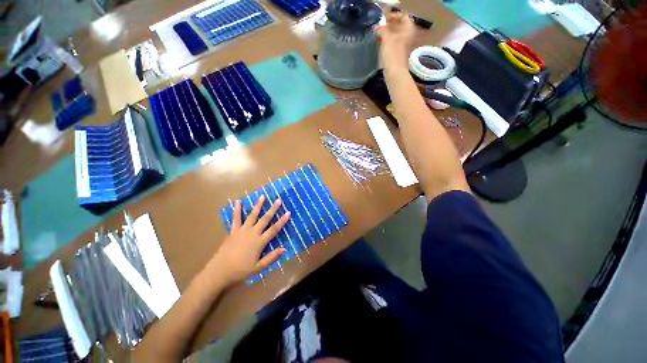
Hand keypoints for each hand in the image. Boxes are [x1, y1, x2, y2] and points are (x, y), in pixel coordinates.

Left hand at [205, 196, 289, 285]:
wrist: (219, 271)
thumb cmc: (240, 270)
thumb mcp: (258, 267)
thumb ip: (272, 257)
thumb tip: (285, 249)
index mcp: (259, 242)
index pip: (274, 229)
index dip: (282, 221)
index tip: (288, 212)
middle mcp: (252, 233)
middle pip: (265, 219)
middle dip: (273, 209)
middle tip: (278, 200)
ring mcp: (242, 230)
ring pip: (252, 216)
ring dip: (258, 206)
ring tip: (262, 196)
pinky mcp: (233, 231)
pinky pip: (236, 219)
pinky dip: (237, 210)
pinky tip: (237, 202)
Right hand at [376, 12, 415, 70]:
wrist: (395, 73)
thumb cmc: (392, 54)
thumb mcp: (386, 38)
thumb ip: (382, 30)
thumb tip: (378, 28)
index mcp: (408, 29)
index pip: (403, 16)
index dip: (394, 16)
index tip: (384, 20)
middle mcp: (408, 36)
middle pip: (399, 26)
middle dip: (390, 26)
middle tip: (380, 28)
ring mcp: (404, 46)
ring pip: (396, 36)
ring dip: (388, 35)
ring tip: (379, 36)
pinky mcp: (399, 54)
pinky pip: (394, 44)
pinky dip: (388, 43)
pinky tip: (381, 45)